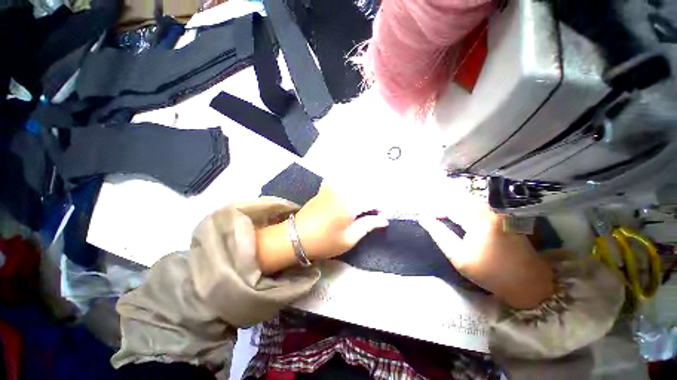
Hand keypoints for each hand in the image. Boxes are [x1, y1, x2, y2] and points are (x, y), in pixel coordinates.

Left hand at [256, 183, 387, 273]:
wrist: (295, 237)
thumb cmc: (324, 242)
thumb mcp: (348, 239)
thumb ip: (367, 226)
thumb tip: (383, 220)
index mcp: (349, 204)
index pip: (373, 199)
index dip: (380, 208)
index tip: (381, 217)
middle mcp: (342, 190)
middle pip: (365, 188)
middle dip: (373, 198)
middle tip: (374, 211)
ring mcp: (333, 187)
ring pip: (355, 182)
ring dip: (363, 190)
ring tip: (364, 205)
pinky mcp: (326, 187)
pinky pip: (343, 181)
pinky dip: (351, 184)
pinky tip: (353, 193)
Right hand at [419, 197, 554, 309]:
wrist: (528, 281)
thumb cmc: (491, 273)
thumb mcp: (459, 258)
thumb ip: (440, 235)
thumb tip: (425, 219)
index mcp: (481, 221)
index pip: (450, 206)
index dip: (435, 210)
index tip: (425, 217)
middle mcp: (492, 210)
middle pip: (459, 200)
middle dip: (443, 206)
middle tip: (433, 216)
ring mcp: (500, 211)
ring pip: (468, 200)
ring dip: (453, 206)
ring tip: (442, 216)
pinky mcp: (503, 214)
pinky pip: (478, 205)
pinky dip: (464, 208)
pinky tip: (458, 216)